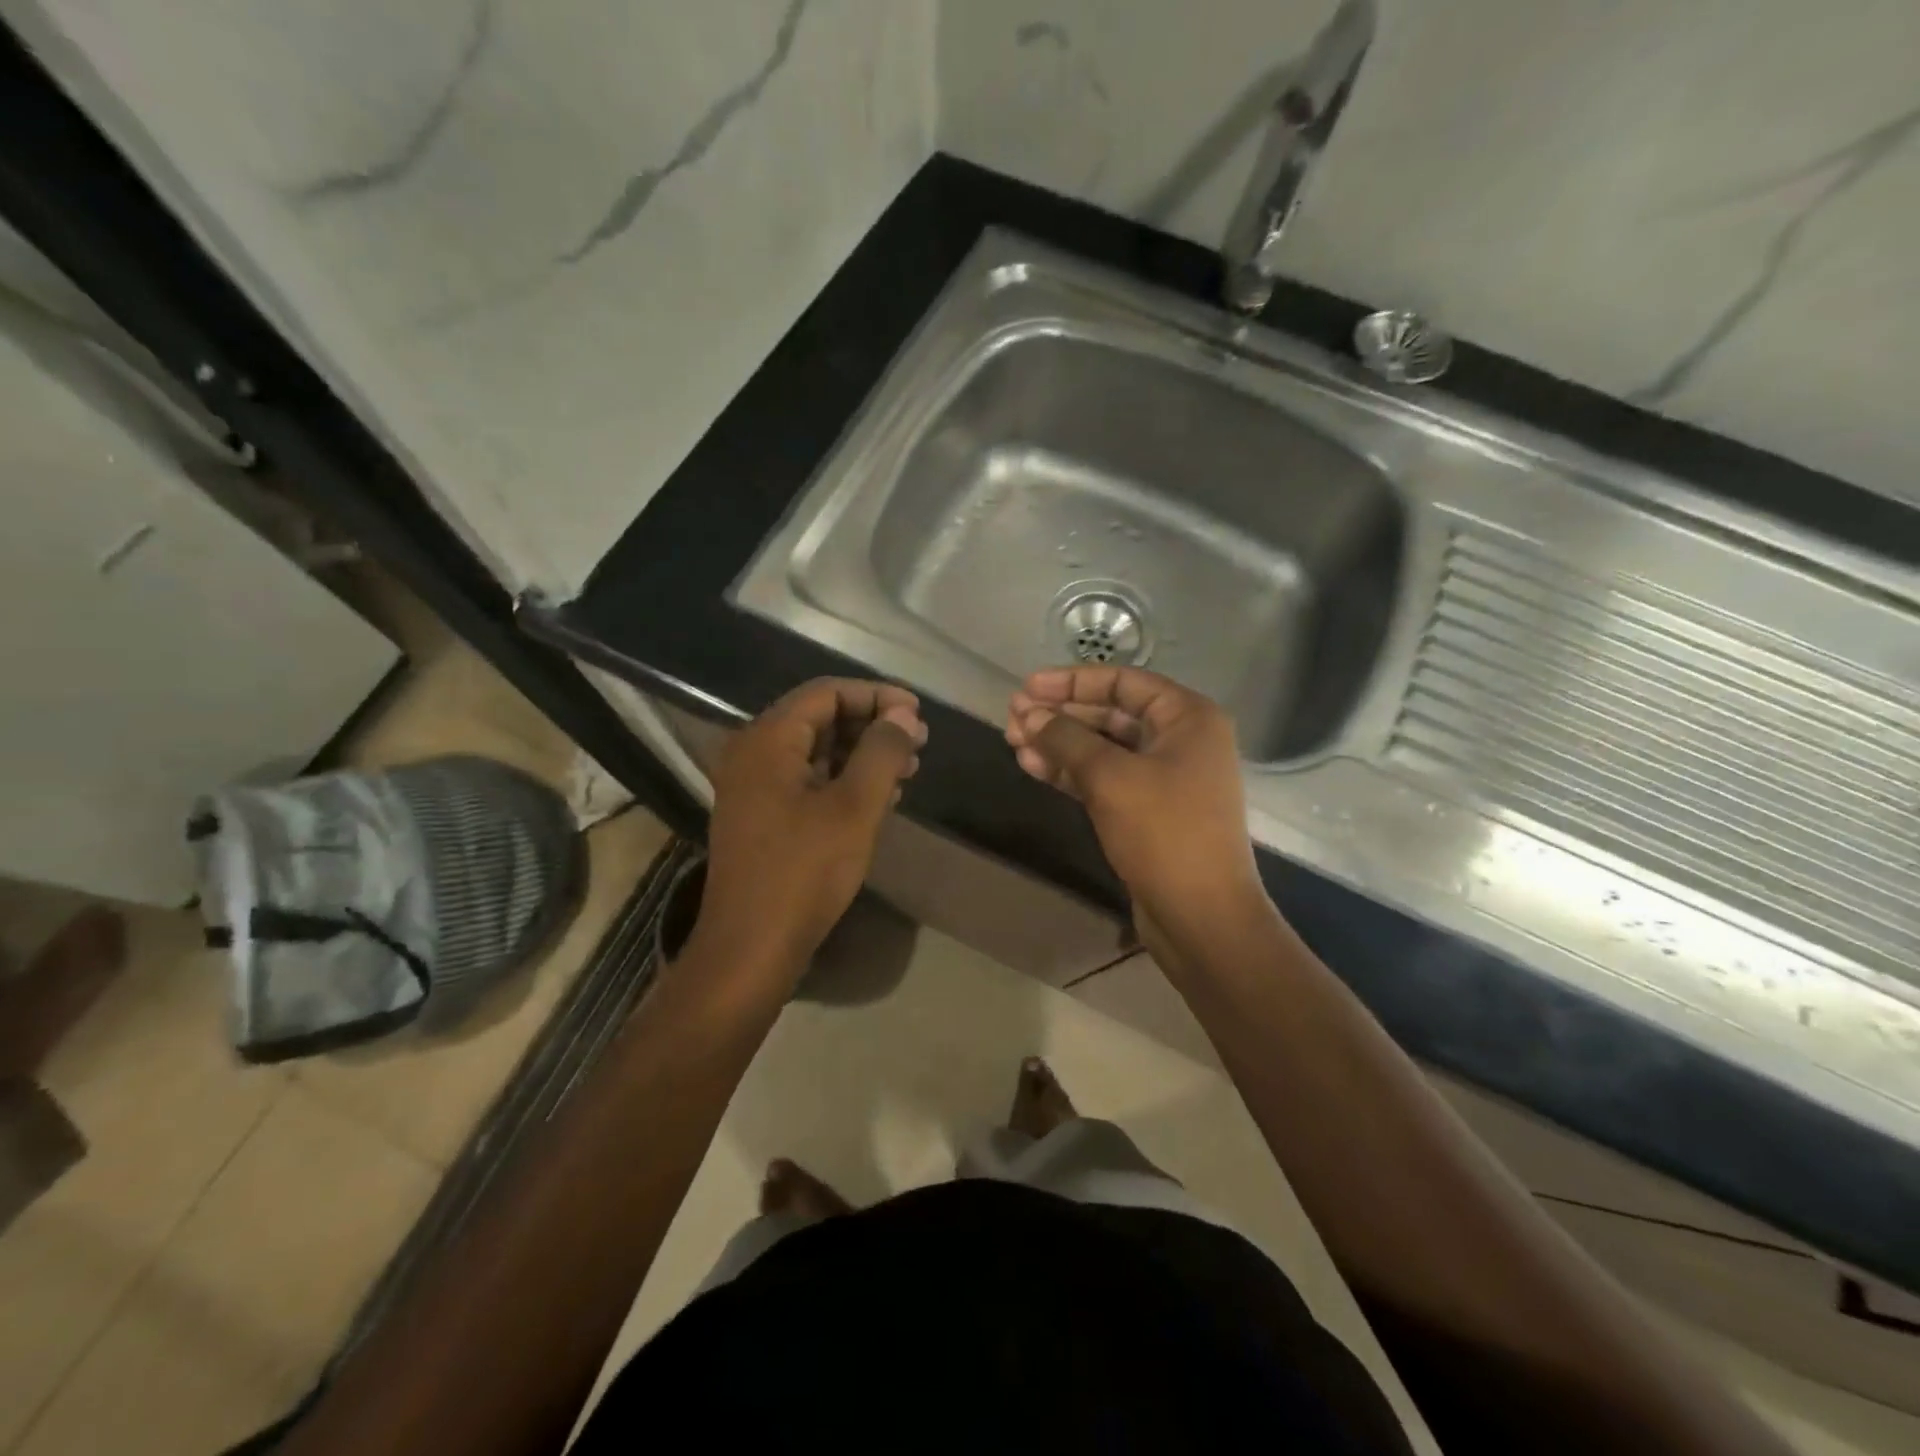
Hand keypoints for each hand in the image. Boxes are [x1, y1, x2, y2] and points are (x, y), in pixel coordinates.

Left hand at [695, 679, 926, 985]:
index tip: (917, 714)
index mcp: (767, 740)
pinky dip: (844, 781)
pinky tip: (881, 798)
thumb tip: (904, 716)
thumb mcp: (853, 808)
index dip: (876, 696)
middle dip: (872, 726)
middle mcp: (753, 754)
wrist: (751, 948)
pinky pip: (807, 782)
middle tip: (918, 743)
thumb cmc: (803, 871)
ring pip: (816, 752)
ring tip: (908, 770)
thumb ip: (881, 752)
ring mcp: (754, 788)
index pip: (826, 693)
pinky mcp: (762, 817)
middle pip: (819, 719)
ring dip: (862, 755)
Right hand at [1005, 667, 1268, 952]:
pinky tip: (1034, 767)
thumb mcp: (1110, 777)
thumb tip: (1029, 714)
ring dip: (1059, 743)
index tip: (1026, 687)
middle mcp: (1181, 740)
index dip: (1070, 681)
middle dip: (1060, 714)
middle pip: (1110, 714)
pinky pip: (1105, 778)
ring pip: (1103, 748)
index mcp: (1187, 717)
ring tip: (1013, 742)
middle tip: (1012, 717)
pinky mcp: (1149, 810)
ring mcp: (1166, 777)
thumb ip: (1066, 738)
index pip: (1122, 682)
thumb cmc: (1164, 833)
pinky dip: (1071, 771)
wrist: (1201, 916)